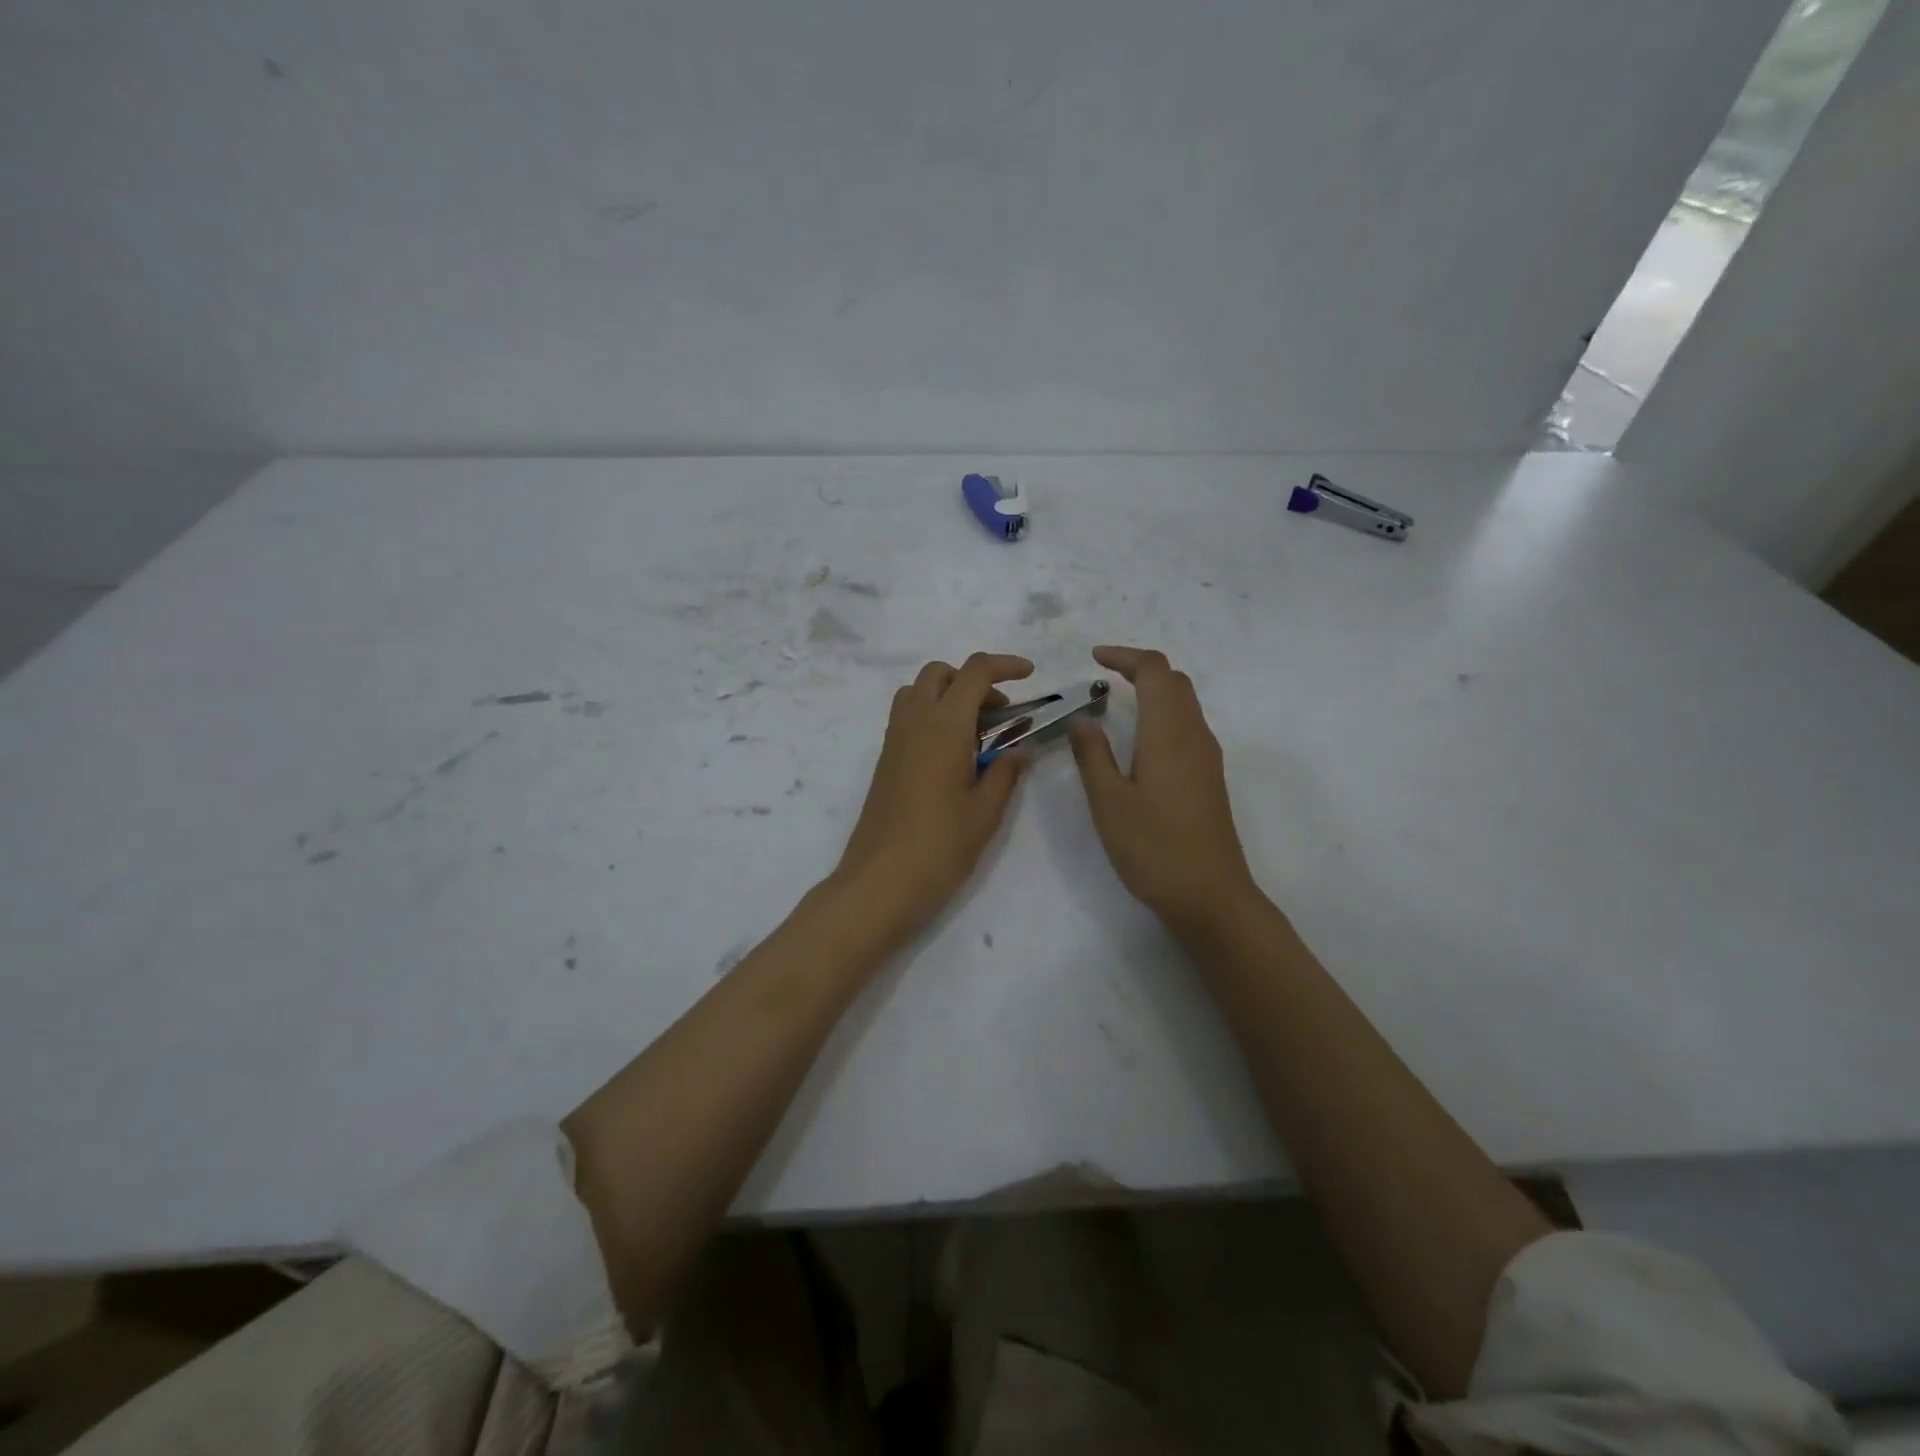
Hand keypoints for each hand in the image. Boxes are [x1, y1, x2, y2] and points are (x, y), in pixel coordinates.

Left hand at [833, 653, 1033, 940]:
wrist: (881, 881)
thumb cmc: (940, 846)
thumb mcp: (986, 811)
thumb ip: (1005, 771)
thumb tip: (1019, 748)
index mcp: (945, 725)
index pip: (975, 672)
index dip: (1005, 665)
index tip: (1030, 675)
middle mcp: (915, 721)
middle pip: (939, 673)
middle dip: (972, 679)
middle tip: (1000, 713)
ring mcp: (894, 740)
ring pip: (917, 691)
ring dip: (947, 695)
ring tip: (975, 732)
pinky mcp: (884, 760)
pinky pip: (907, 716)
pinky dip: (931, 715)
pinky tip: (952, 754)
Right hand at [1069, 645, 1259, 931]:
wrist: (1209, 894)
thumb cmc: (1154, 846)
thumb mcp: (1109, 801)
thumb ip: (1092, 755)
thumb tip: (1082, 721)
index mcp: (1169, 732)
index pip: (1154, 671)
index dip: (1125, 657)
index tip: (1094, 659)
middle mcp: (1194, 735)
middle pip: (1174, 681)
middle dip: (1140, 669)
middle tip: (1103, 677)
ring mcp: (1207, 757)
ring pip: (1184, 703)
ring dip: (1154, 691)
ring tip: (1117, 702)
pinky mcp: (1209, 778)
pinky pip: (1187, 726)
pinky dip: (1163, 714)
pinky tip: (1140, 739)